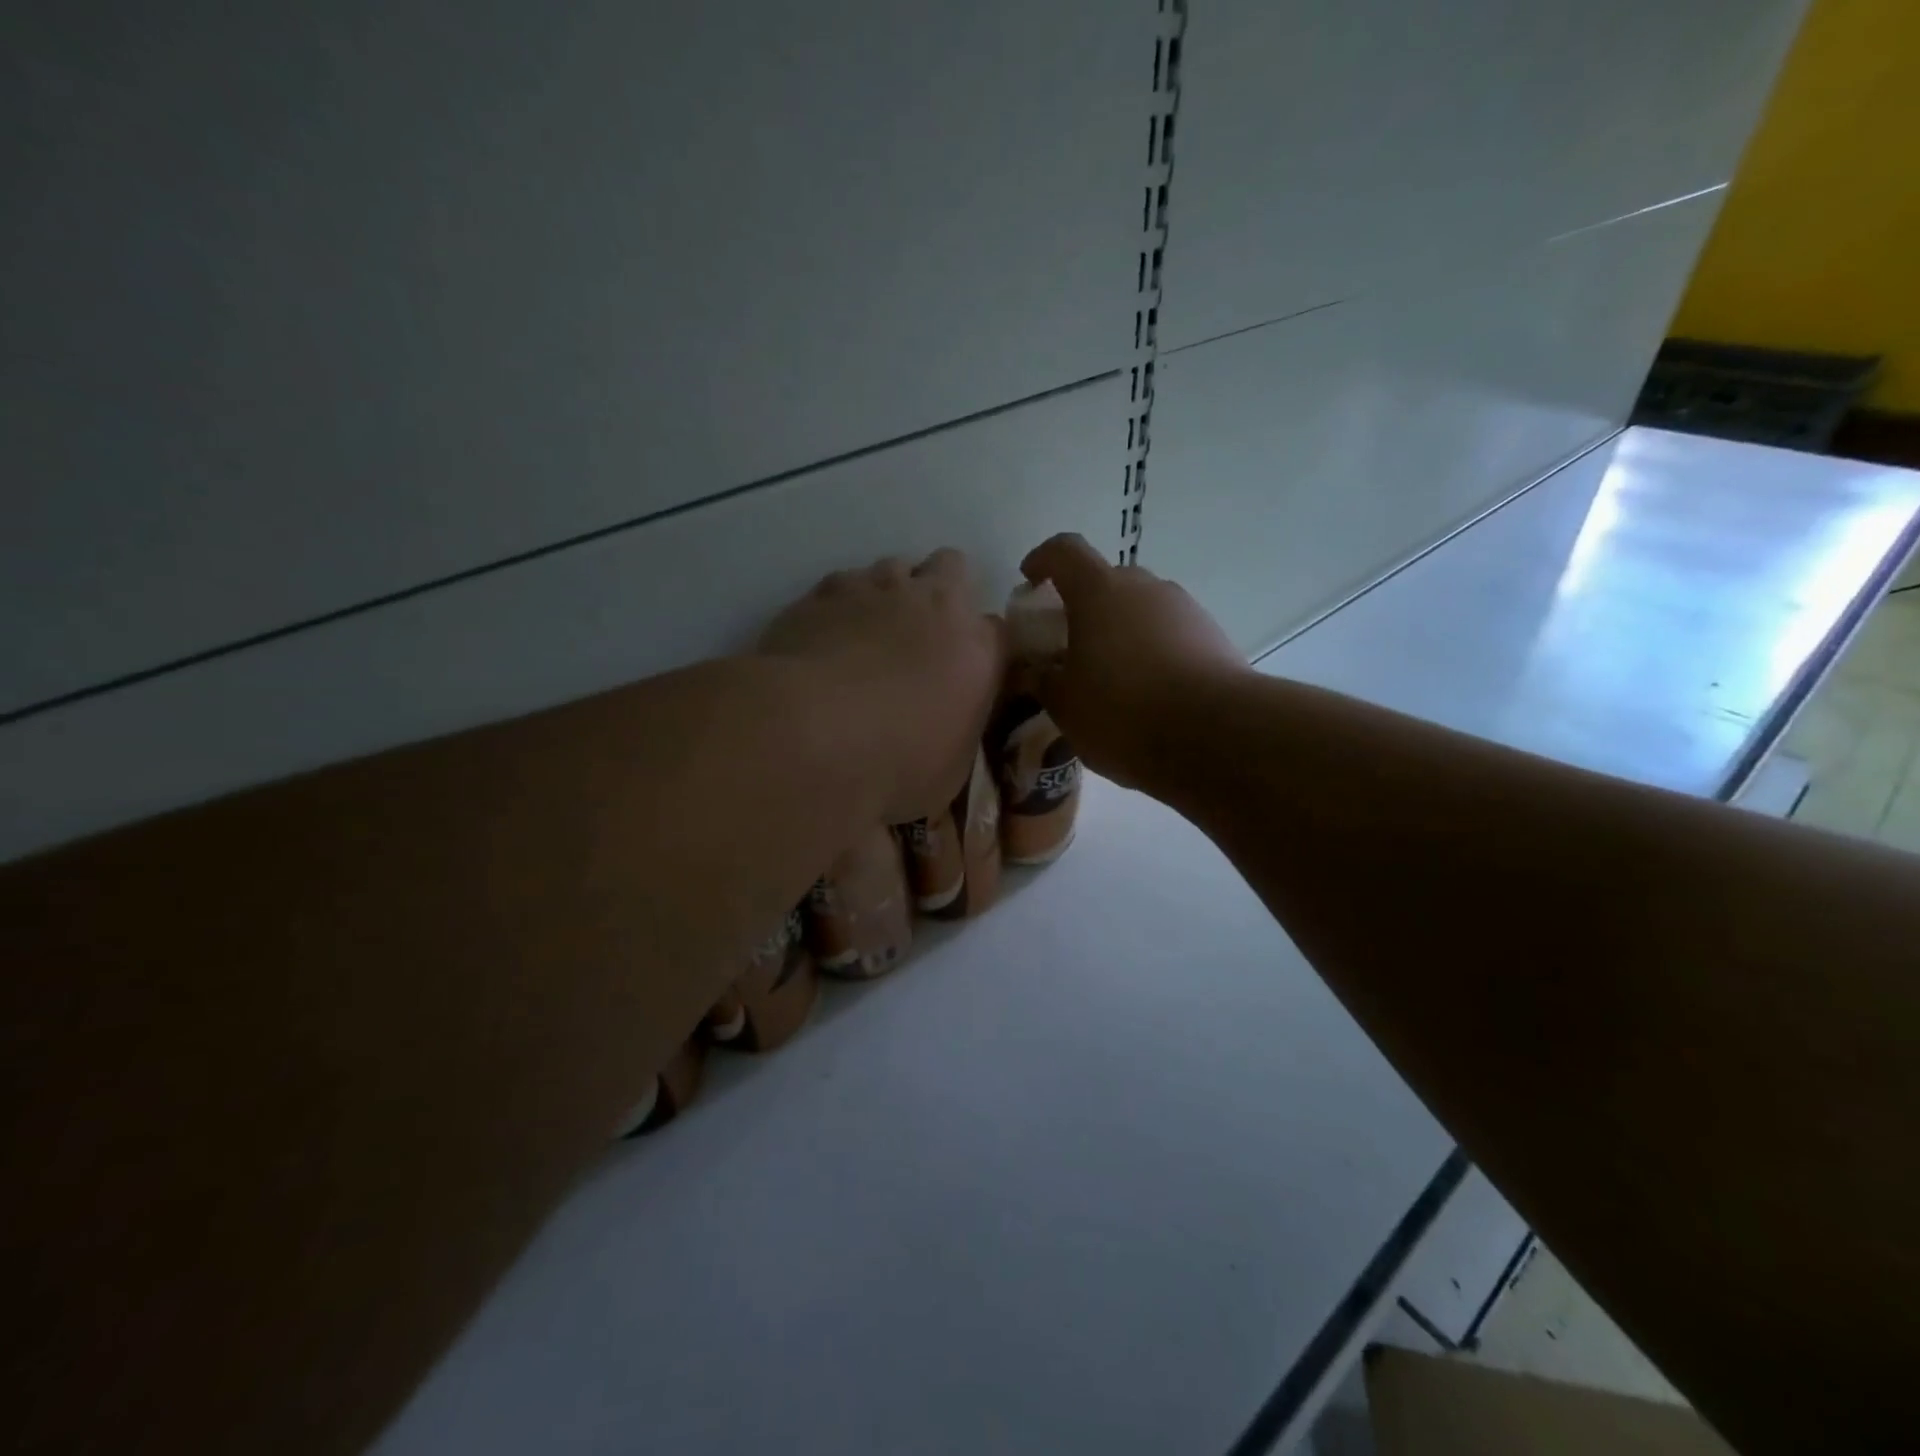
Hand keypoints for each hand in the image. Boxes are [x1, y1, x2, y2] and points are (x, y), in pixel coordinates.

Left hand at [759, 549, 1005, 824]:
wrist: (810, 736)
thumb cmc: (895, 765)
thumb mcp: (949, 769)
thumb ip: (958, 730)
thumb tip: (949, 725)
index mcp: (978, 649)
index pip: (998, 631)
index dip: (982, 648)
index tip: (967, 672)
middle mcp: (933, 603)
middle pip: (952, 567)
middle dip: (943, 591)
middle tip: (923, 635)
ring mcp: (876, 588)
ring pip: (895, 566)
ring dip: (892, 592)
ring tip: (872, 634)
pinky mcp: (822, 591)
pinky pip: (843, 583)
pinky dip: (843, 604)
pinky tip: (828, 636)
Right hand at [1020, 534, 1245, 787]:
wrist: (1216, 735)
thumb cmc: (1122, 712)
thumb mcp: (1065, 706)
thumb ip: (1043, 681)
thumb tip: (1034, 671)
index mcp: (1099, 591)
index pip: (1064, 551)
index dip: (1043, 560)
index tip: (1030, 580)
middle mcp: (1144, 587)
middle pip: (1106, 581)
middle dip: (1084, 605)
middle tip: (1069, 644)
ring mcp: (1184, 609)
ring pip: (1141, 608)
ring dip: (1120, 630)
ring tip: (1110, 676)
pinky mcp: (1213, 636)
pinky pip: (1169, 633)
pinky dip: (1151, 650)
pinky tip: (1147, 692)